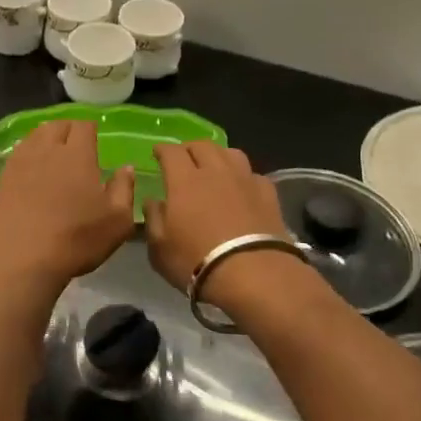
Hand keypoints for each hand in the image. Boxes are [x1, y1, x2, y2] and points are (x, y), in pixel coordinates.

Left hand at [0, 120, 135, 297]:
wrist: (23, 260)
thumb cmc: (76, 240)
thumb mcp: (117, 221)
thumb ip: (124, 189)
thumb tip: (126, 168)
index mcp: (77, 155)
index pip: (83, 126)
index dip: (90, 128)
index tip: (95, 138)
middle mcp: (47, 150)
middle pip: (57, 125)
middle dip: (68, 129)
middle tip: (75, 144)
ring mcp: (21, 163)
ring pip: (34, 136)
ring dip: (46, 138)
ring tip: (53, 152)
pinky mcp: (4, 178)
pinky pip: (18, 153)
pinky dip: (28, 153)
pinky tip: (32, 168)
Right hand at [143, 143, 292, 297]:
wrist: (253, 275)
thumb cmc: (196, 261)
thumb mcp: (159, 248)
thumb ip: (153, 219)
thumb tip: (152, 201)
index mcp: (184, 180)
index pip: (171, 152)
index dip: (162, 149)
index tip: (156, 153)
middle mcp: (215, 172)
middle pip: (202, 146)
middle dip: (189, 148)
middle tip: (183, 159)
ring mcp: (245, 180)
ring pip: (231, 153)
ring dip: (218, 155)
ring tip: (213, 167)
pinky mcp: (268, 194)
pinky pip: (252, 174)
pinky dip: (242, 176)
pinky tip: (241, 188)